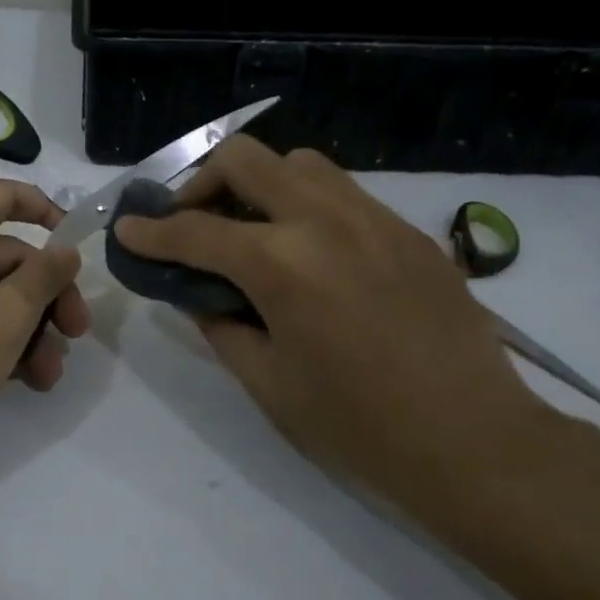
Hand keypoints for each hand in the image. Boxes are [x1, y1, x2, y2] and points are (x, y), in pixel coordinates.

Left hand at [0, 180, 89, 473]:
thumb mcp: (3, 320)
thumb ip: (43, 276)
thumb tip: (67, 249)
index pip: (1, 196)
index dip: (47, 211)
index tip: (80, 246)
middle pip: (5, 255)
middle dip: (47, 295)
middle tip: (78, 333)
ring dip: (31, 329)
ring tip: (50, 374)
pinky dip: (3, 344)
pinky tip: (29, 381)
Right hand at [112, 138, 555, 499]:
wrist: (473, 440)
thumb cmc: (358, 425)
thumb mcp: (268, 381)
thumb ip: (220, 325)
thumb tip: (197, 293)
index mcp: (282, 264)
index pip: (196, 231)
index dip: (151, 231)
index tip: (127, 229)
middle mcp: (325, 221)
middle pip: (246, 159)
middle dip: (202, 182)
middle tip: (192, 222)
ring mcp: (374, 218)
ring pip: (300, 163)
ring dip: (260, 183)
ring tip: (253, 228)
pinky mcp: (408, 231)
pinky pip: (344, 192)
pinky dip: (307, 203)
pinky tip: (310, 250)